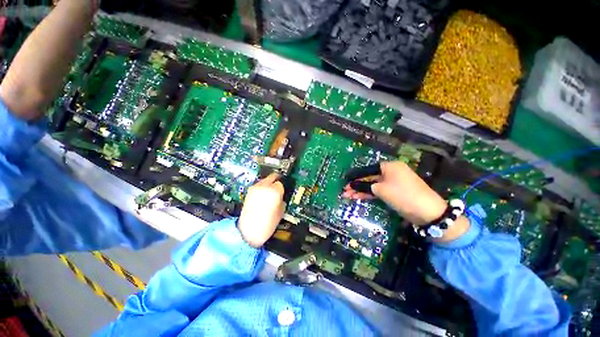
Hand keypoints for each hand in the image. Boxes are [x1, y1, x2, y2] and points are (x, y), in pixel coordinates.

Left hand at [238, 173, 284, 247]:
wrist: (248, 231)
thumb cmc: (267, 224)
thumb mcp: (281, 211)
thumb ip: (282, 199)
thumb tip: (281, 195)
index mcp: (274, 191)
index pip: (281, 183)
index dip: (283, 188)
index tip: (283, 192)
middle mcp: (264, 186)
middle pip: (273, 177)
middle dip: (277, 181)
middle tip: (279, 187)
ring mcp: (255, 188)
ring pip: (265, 180)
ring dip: (269, 183)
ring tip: (271, 192)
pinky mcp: (249, 192)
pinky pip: (259, 185)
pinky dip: (263, 188)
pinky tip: (264, 196)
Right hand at [342, 161, 446, 225]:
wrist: (427, 212)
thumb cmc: (402, 195)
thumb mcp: (381, 190)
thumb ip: (365, 186)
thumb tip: (353, 185)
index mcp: (389, 166)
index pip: (368, 169)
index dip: (355, 175)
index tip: (345, 179)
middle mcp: (391, 172)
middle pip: (370, 177)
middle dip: (356, 185)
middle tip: (345, 191)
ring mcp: (393, 183)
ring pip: (373, 185)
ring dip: (361, 191)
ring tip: (348, 196)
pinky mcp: (394, 192)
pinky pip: (379, 191)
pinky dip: (369, 194)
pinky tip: (358, 198)